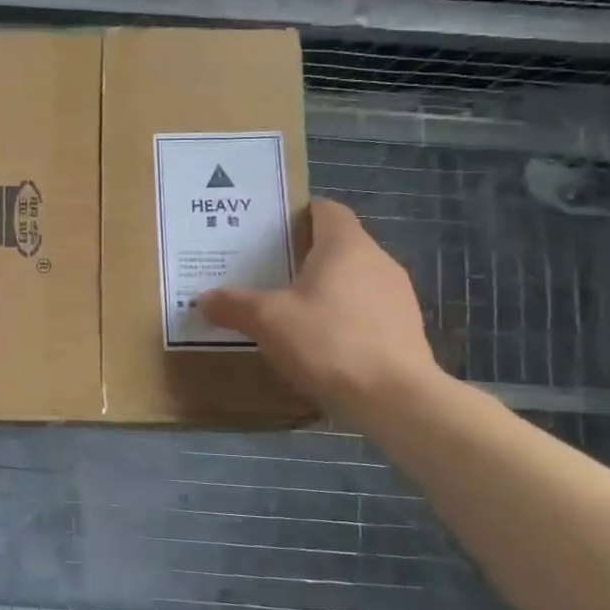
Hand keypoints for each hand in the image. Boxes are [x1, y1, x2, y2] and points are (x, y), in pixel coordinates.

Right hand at [198, 199, 438, 417]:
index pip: (326, 209)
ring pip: (352, 279)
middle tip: (265, 273)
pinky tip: (319, 343)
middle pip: (337, 245)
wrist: (395, 400)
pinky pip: (366, 310)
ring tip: (289, 311)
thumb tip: (203, 300)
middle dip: (303, 256)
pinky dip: (342, 318)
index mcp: (346, 245)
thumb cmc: (328, 342)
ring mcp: (397, 295)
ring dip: (324, 290)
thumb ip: (233, 305)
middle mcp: (378, 260)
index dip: (297, 214)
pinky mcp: (406, 329)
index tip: (268, 232)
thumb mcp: (267, 321)